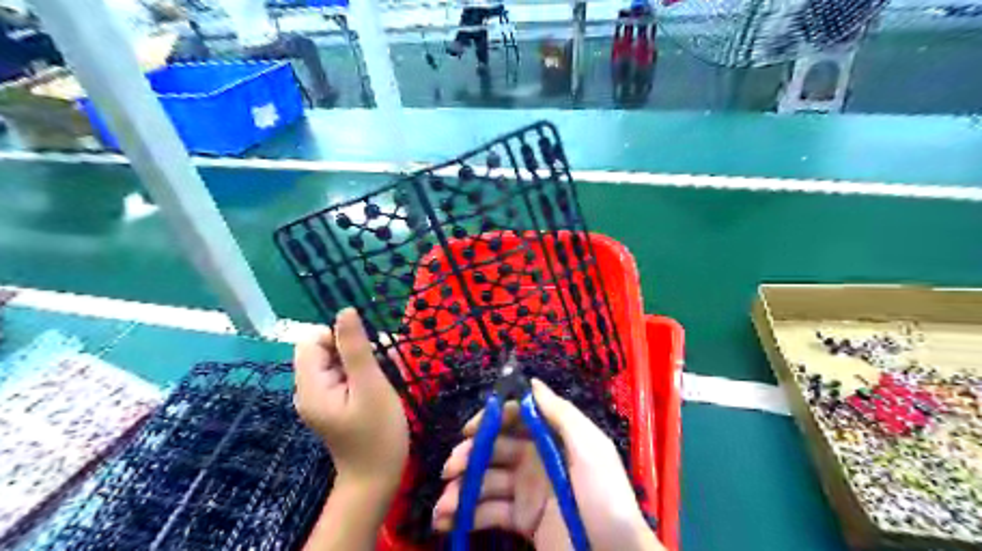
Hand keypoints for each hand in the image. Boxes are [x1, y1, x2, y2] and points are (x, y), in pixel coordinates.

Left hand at [296, 308, 411, 488]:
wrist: (378, 478)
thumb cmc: (377, 433)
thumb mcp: (370, 386)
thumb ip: (356, 348)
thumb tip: (345, 311)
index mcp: (311, 386)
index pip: (311, 340)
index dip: (339, 336)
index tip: (368, 351)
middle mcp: (310, 389)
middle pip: (326, 349)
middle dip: (358, 348)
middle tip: (386, 362)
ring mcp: (323, 397)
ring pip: (341, 360)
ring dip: (367, 359)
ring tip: (392, 372)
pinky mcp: (336, 403)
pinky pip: (347, 375)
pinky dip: (367, 373)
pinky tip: (387, 381)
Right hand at [432, 380, 663, 549]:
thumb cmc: (604, 497)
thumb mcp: (590, 448)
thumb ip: (560, 414)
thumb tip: (531, 382)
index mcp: (552, 438)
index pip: (515, 419)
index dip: (491, 420)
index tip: (468, 431)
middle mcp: (535, 459)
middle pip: (494, 449)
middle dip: (469, 456)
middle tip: (449, 470)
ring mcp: (527, 491)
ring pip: (487, 482)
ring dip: (461, 490)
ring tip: (442, 507)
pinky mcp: (522, 521)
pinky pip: (489, 512)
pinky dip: (466, 516)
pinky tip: (446, 522)